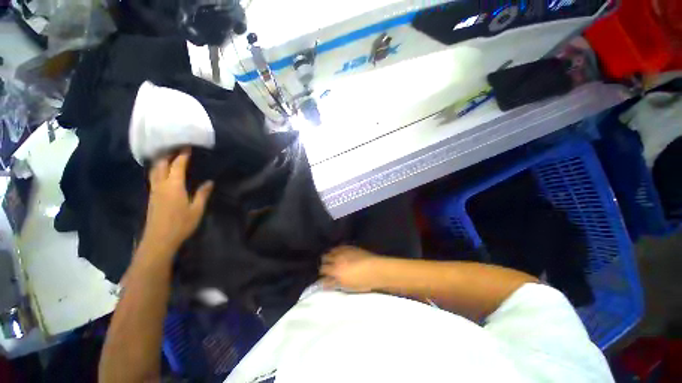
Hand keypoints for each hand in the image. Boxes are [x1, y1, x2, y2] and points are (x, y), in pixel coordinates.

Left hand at [140, 149, 213, 256]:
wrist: (159, 239)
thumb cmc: (181, 224)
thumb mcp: (197, 209)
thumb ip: (202, 194)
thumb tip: (209, 182)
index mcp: (174, 186)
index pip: (177, 166)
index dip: (182, 155)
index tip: (186, 147)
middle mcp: (161, 185)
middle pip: (160, 165)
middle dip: (167, 154)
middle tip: (175, 147)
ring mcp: (154, 191)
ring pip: (154, 171)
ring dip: (160, 161)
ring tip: (167, 156)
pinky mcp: (152, 197)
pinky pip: (153, 178)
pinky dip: (158, 170)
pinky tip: (163, 172)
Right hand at [319, 246, 382, 291]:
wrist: (376, 270)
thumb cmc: (362, 282)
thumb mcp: (346, 286)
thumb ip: (333, 283)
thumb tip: (323, 282)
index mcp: (335, 270)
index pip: (322, 269)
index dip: (322, 273)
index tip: (324, 276)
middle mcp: (337, 258)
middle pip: (324, 258)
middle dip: (324, 262)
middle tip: (328, 268)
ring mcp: (343, 251)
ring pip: (331, 251)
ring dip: (330, 255)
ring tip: (333, 259)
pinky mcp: (350, 247)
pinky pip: (339, 246)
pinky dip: (337, 250)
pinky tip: (340, 253)